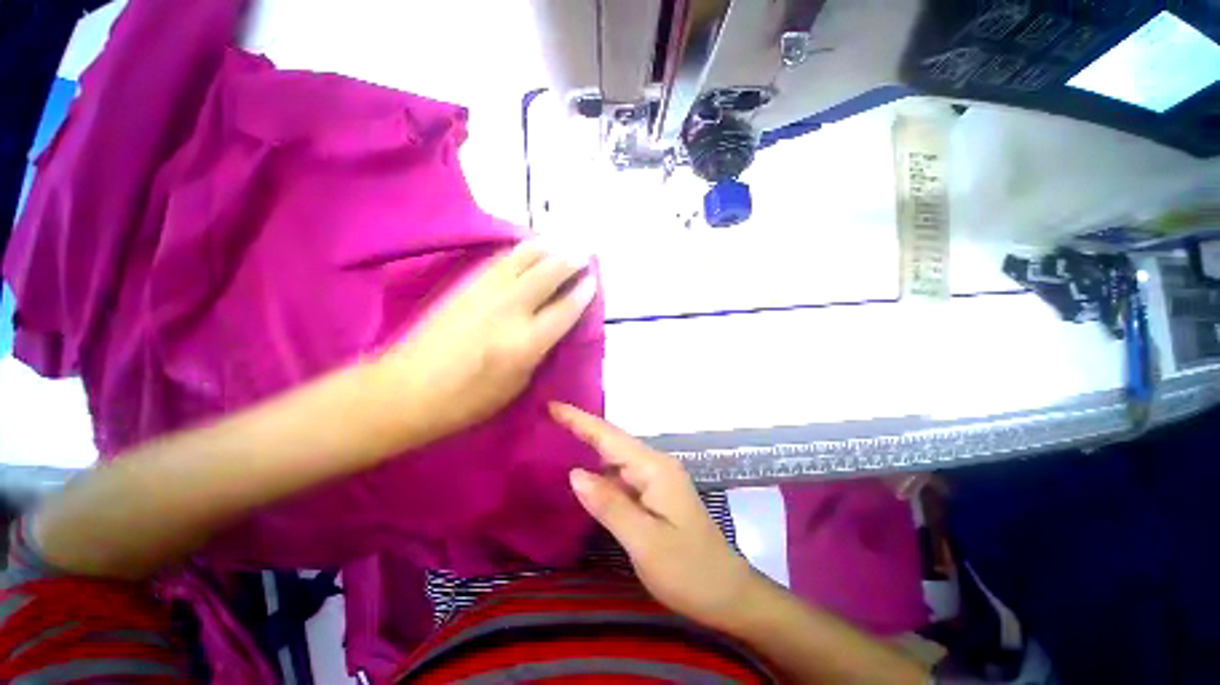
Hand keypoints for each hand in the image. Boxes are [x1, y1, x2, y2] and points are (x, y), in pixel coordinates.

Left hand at [384, 242, 595, 445]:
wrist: (406, 389)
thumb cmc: (467, 401)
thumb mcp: (517, 385)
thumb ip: (539, 352)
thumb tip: (551, 328)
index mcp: (527, 341)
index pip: (566, 308)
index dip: (584, 291)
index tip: (594, 279)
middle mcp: (511, 309)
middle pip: (549, 273)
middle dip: (571, 260)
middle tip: (585, 254)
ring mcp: (486, 292)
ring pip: (524, 258)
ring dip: (548, 248)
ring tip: (561, 244)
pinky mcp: (466, 285)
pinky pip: (501, 260)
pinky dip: (520, 252)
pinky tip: (528, 250)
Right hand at [551, 403, 754, 629]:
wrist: (727, 594)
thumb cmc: (688, 570)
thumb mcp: (645, 542)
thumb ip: (609, 505)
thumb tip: (574, 473)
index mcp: (654, 469)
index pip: (609, 437)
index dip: (580, 420)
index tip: (552, 405)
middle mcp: (655, 465)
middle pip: (612, 440)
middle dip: (581, 427)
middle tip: (548, 417)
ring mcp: (656, 478)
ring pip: (616, 455)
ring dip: (589, 445)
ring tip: (558, 436)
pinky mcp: (654, 493)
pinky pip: (621, 473)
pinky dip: (600, 468)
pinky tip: (584, 472)